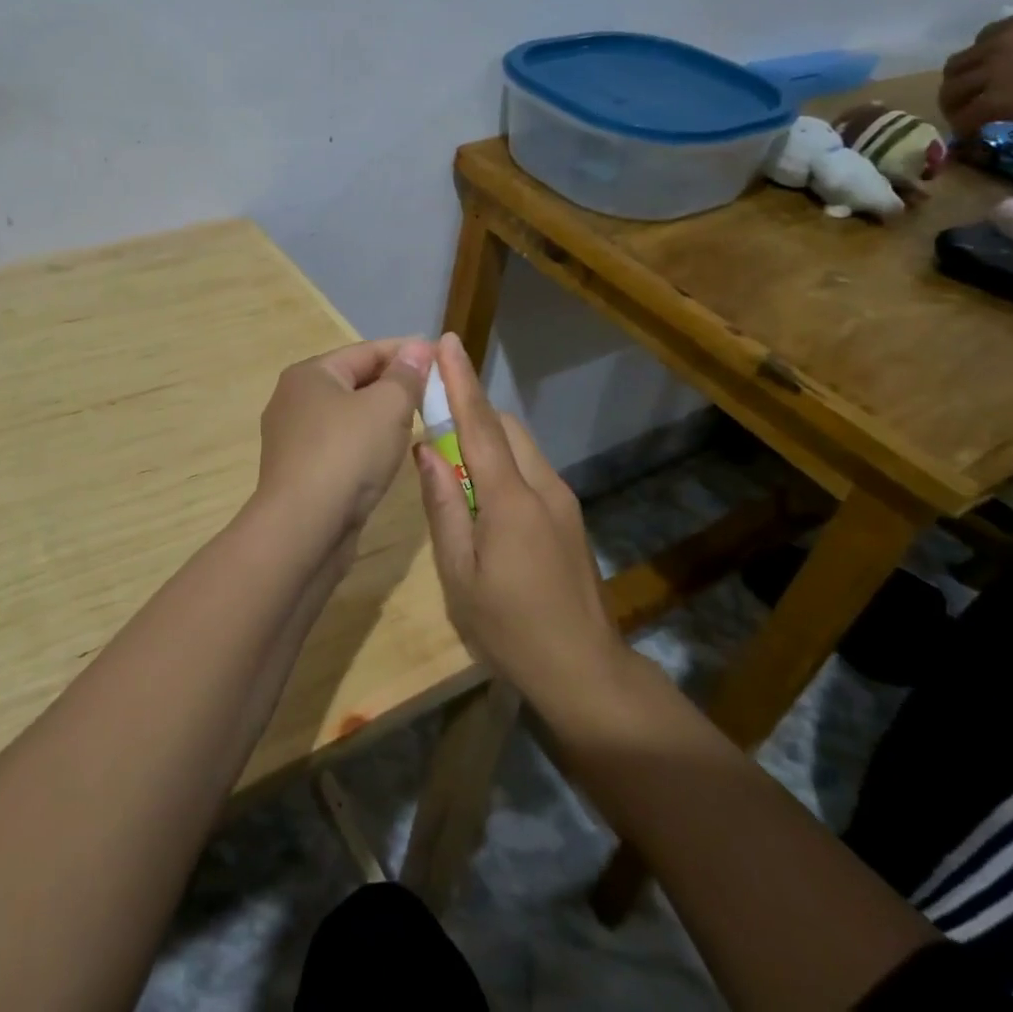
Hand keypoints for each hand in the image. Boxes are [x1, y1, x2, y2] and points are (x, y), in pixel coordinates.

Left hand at [254, 337, 432, 545]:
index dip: (407, 351)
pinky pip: (341, 446)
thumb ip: (406, 376)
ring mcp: (293, 439)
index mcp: (310, 374)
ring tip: (419, 422)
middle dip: (395, 384)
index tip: (442, 357)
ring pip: (348, 417)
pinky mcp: (300, 472)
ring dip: (381, 417)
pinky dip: (366, 445)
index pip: (366, 351)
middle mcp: (294, 400)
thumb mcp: (387, 407)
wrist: (302, 530)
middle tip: (435, 392)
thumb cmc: (346, 455)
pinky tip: (388, 456)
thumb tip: (418, 348)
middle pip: (355, 381)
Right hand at [413, 334, 624, 704]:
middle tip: (434, 415)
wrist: (585, 671)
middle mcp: (543, 487)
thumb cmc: (510, 628)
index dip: (461, 381)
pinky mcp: (570, 518)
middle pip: (506, 427)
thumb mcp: (460, 574)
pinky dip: (503, 463)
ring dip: (487, 438)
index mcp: (511, 499)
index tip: (446, 342)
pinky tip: (483, 497)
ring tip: (453, 460)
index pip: (480, 425)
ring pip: (521, 447)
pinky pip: (531, 471)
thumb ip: (444, 507)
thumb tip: (426, 451)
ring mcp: (563, 501)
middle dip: (472, 409)